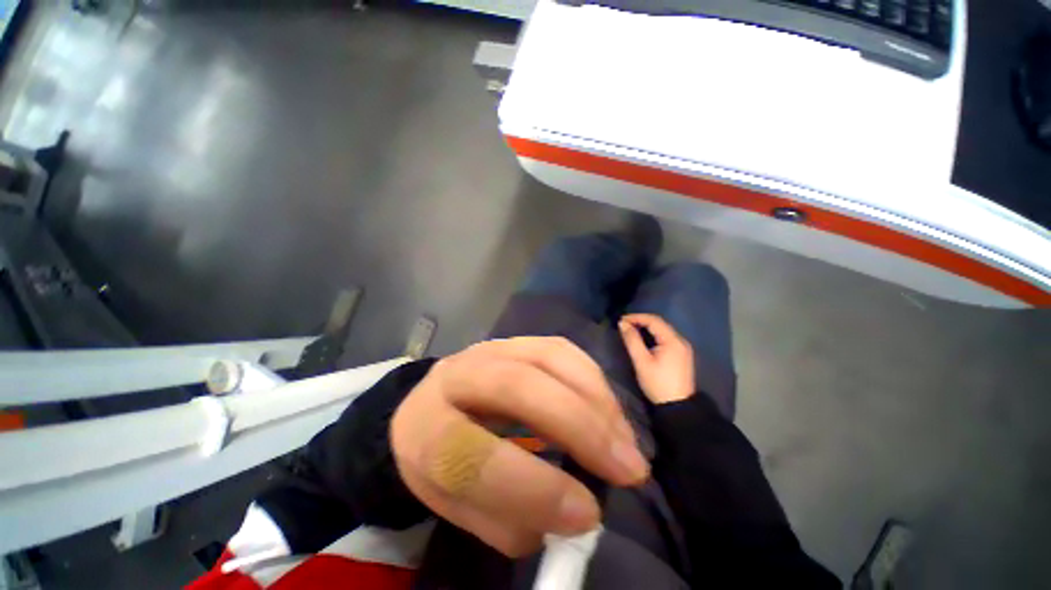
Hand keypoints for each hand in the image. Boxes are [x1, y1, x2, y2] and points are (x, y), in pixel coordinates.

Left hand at [390, 337, 648, 556]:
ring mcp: (491, 349)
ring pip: (547, 358)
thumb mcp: (459, 507)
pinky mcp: (518, 341)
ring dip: (596, 400)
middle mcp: (456, 375)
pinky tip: (609, 410)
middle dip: (578, 427)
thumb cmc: (444, 463)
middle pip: (516, 386)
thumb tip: (575, 514)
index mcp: (424, 428)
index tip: (587, 514)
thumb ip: (509, 519)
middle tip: (627, 469)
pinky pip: (562, 348)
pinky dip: (592, 379)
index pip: (468, 456)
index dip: (531, 488)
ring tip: (626, 442)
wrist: (437, 405)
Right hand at [619, 314, 694, 404]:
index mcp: (673, 341)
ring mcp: (683, 348)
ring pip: (663, 330)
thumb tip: (622, 324)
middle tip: (625, 324)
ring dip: (647, 327)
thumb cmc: (658, 383)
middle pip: (660, 324)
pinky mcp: (682, 355)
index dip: (636, 317)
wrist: (678, 407)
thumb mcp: (641, 361)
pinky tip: (645, 339)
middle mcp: (681, 340)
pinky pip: (667, 338)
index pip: (654, 320)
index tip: (621, 320)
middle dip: (641, 321)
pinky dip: (654, 335)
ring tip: (632, 329)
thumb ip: (632, 340)